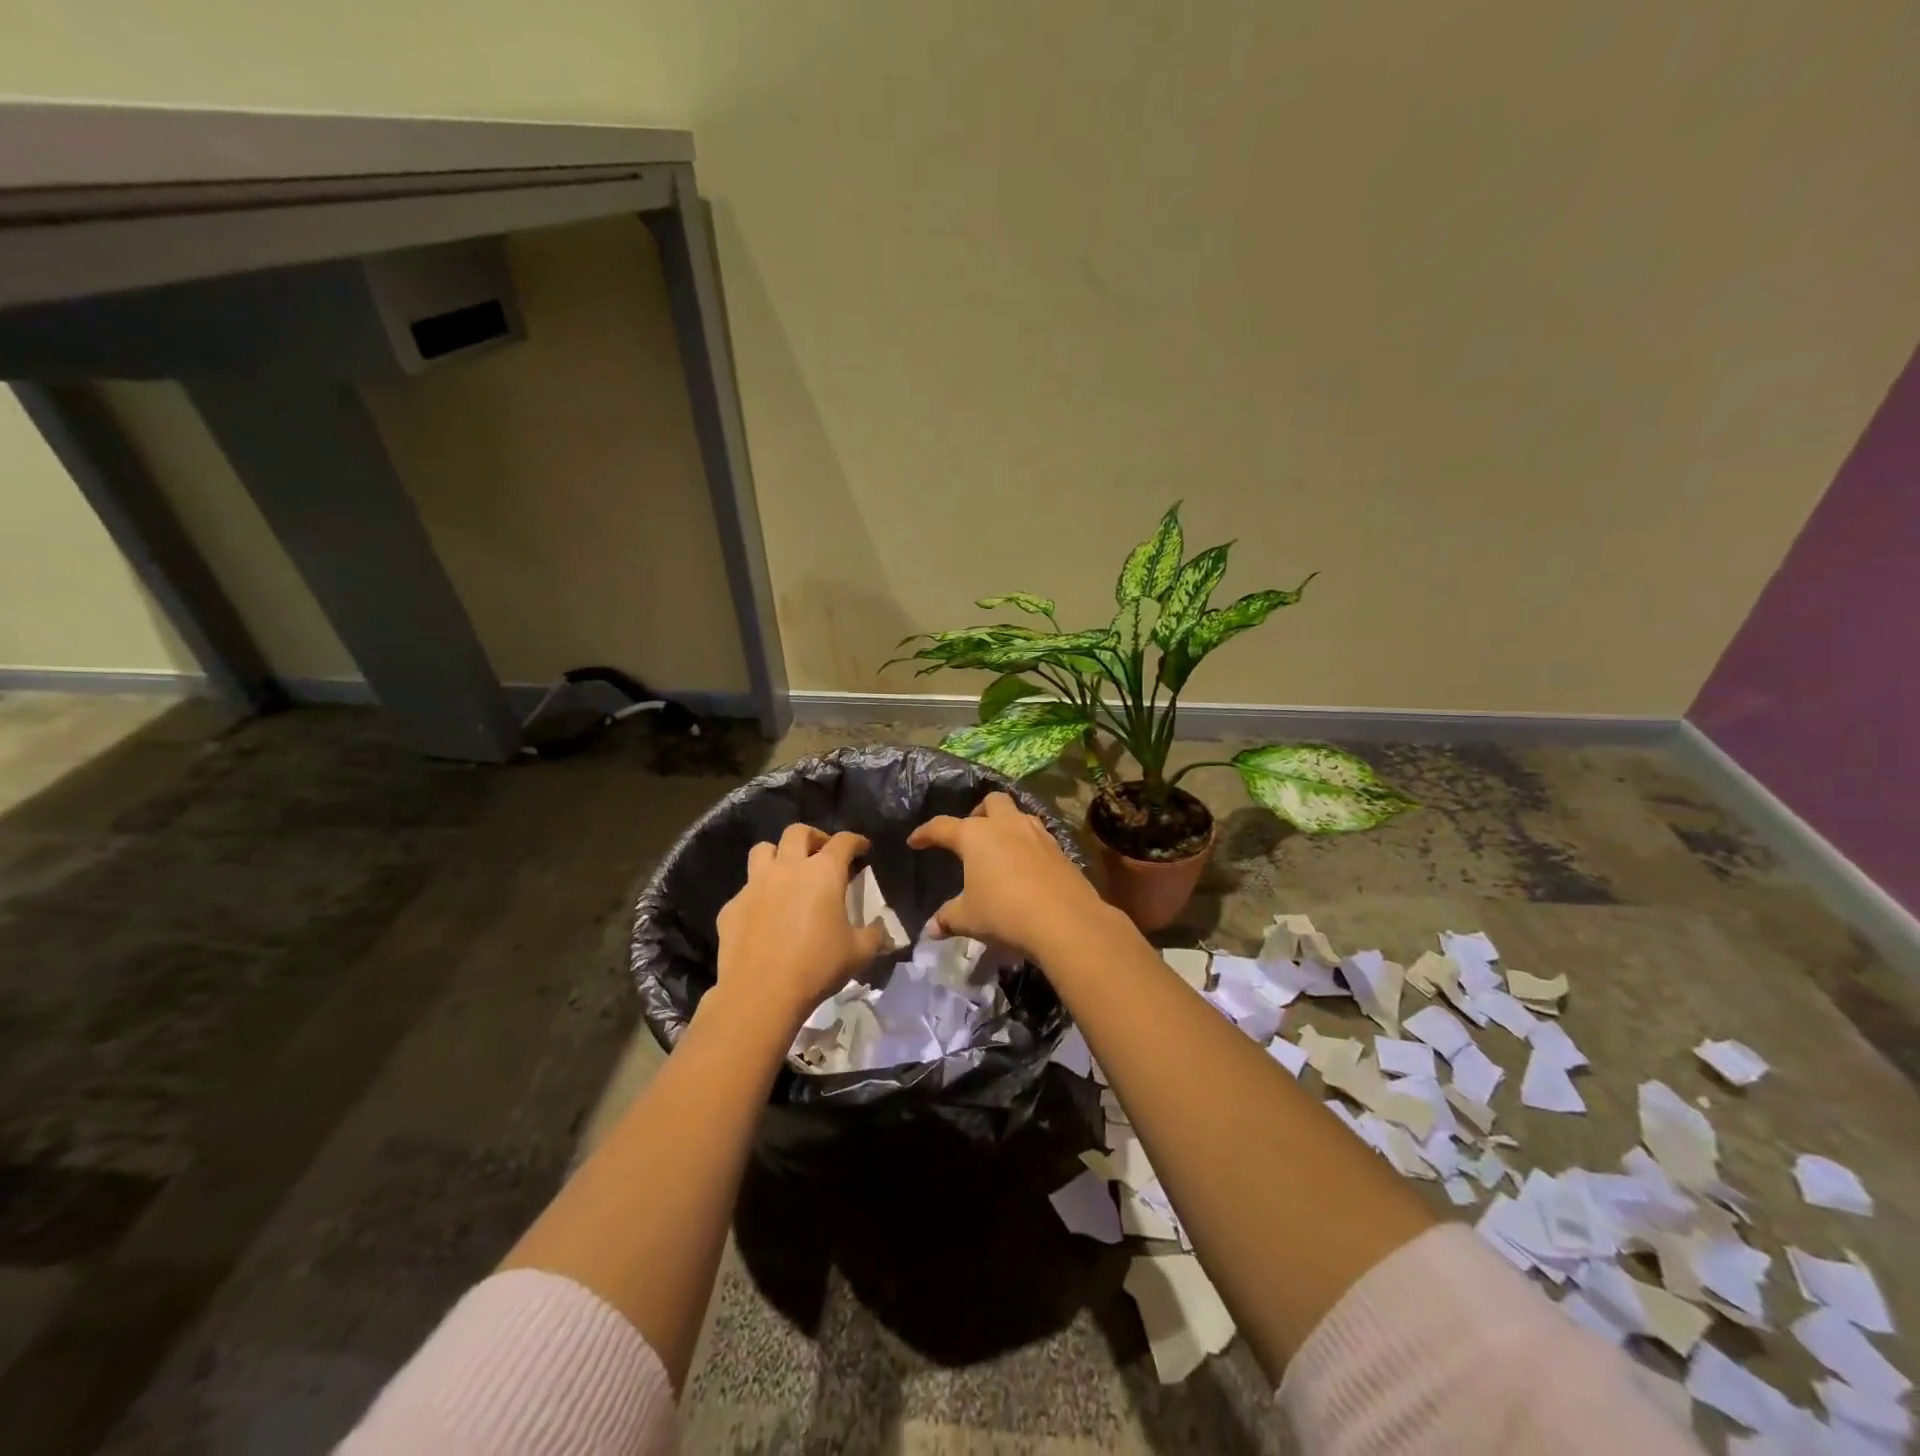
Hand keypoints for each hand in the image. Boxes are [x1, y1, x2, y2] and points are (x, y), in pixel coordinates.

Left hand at [716, 824, 886, 1028]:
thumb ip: (874, 937)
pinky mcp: (731, 907)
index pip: (843, 842)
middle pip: (797, 832)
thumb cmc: (817, 966)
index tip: (862, 848)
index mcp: (823, 873)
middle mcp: (787, 868)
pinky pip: (745, 890)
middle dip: (813, 837)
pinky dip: (757, 895)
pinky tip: (764, 916)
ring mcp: (755, 885)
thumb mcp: (858, 953)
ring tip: (787, 872)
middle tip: (822, 852)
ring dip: (778, 854)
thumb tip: (882, 933)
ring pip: (763, 850)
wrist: (760, 994)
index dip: (855, 841)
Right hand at [908, 792, 1108, 960]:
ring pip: (1019, 814)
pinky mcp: (1059, 849)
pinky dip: (1028, 845)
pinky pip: (1039, 836)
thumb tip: (931, 928)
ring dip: (1007, 825)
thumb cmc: (1004, 912)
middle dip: (979, 813)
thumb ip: (948, 918)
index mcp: (976, 835)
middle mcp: (1006, 825)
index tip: (915, 841)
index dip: (926, 833)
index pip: (942, 826)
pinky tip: (1026, 867)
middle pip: (991, 802)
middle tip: (972, 835)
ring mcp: (1037, 833)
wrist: (1064, 920)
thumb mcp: (968, 918)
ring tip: (1001, 847)